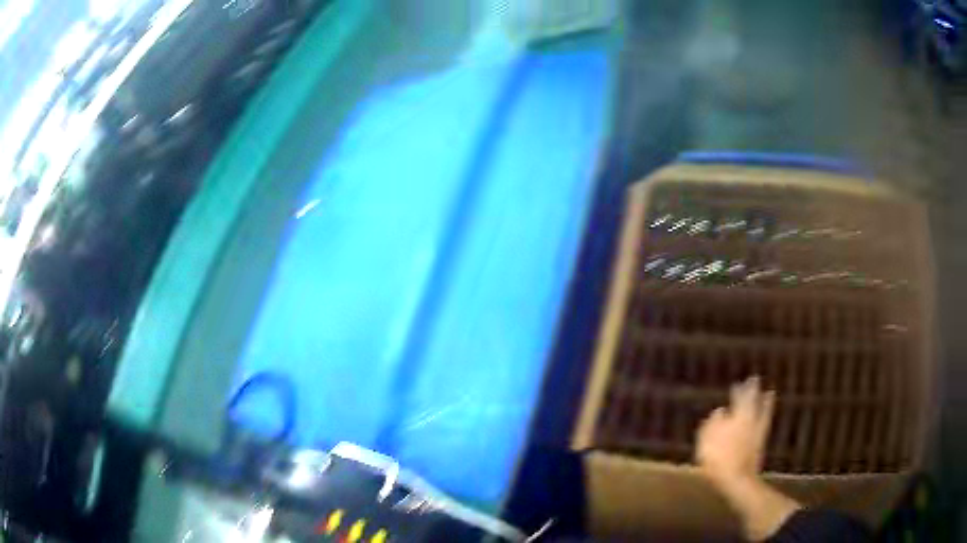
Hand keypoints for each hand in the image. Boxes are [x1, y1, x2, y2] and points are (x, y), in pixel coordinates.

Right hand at [695, 376, 774, 487]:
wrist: (737, 478)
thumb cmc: (718, 460)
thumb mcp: (707, 442)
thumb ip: (712, 424)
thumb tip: (719, 410)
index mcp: (735, 417)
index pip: (737, 399)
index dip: (737, 392)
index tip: (737, 384)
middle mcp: (748, 419)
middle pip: (750, 401)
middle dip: (751, 390)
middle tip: (753, 379)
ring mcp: (756, 430)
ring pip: (761, 409)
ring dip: (764, 401)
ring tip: (768, 392)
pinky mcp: (761, 441)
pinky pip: (765, 421)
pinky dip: (767, 413)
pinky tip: (767, 412)